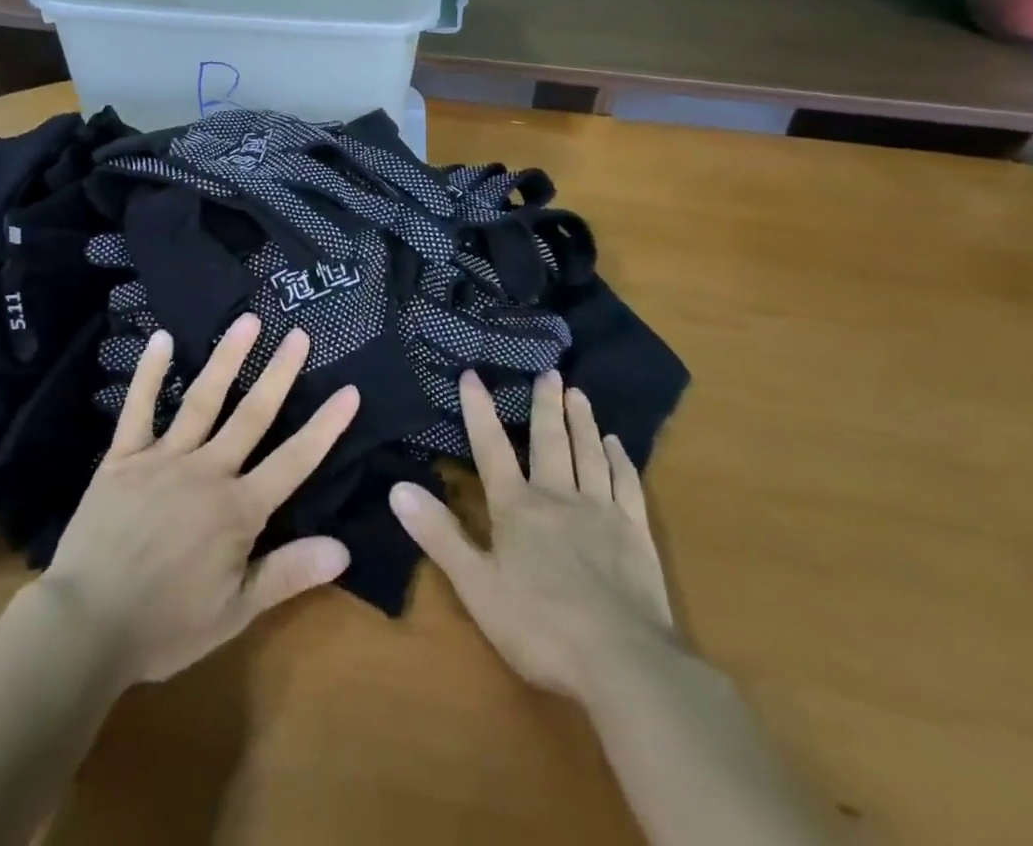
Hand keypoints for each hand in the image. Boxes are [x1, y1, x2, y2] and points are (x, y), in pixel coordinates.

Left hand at [37, 313, 361, 685]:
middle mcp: (207, 471)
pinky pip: (138, 408)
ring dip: (227, 358)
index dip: (325, 426)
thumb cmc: (164, 625)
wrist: (84, 627)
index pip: (294, 460)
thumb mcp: (235, 613)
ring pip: (203, 400)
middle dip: (279, 374)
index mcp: (238, 509)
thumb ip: (288, 574)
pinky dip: (150, 373)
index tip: (349, 391)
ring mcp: (163, 458)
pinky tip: (162, 338)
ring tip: (248, 321)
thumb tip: (343, 549)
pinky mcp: (123, 457)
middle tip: (299, 335)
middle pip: (252, 415)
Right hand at [389, 369, 677, 699]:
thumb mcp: (477, 585)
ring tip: (578, 393)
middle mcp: (558, 496)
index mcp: (517, 507)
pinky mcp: (635, 533)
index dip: (479, 409)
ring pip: (589, 453)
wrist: (622, 661)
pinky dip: (620, 460)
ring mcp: (601, 511)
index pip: (491, 447)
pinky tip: (618, 445)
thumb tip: (397, 487)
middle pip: (550, 440)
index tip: (472, 374)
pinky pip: (627, 484)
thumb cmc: (540, 626)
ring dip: (582, 421)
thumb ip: (439, 534)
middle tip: (549, 371)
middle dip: (545, 404)